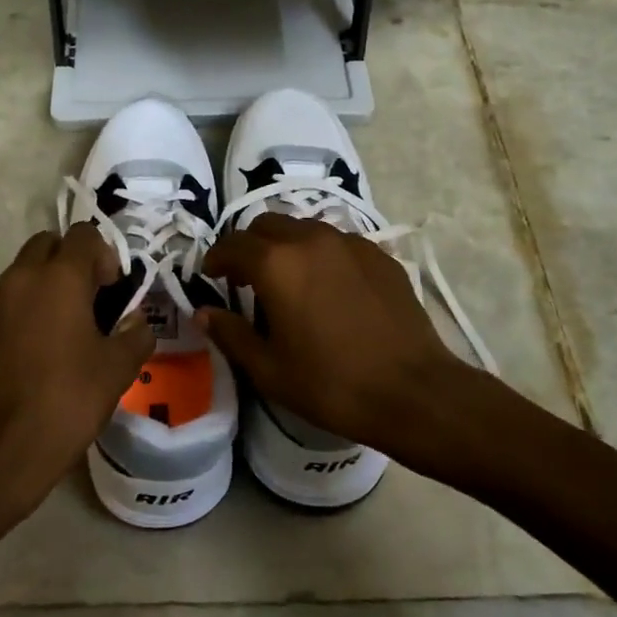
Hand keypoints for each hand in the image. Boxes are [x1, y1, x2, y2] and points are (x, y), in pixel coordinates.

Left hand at [0, 223, 154, 530]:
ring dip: (42, 286)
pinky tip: (31, 354)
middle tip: (88, 300)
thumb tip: (136, 322)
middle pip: (46, 244)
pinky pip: (1, 306)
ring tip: (59, 330)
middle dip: (69, 261)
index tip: (112, 289)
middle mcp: (19, 279)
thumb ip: (136, 334)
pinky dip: (19, 313)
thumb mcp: (119, 369)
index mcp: (59, 278)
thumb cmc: (68, 401)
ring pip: (20, 274)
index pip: (84, 235)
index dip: (104, 255)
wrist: (1, 451)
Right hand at [198, 215, 464, 456]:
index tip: (211, 275)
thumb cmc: (331, 384)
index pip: (233, 244)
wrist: (413, 391)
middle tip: (245, 277)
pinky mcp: (380, 255)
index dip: (216, 258)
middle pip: (268, 225)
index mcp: (277, 264)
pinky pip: (338, 242)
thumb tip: (204, 313)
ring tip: (288, 279)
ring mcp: (351, 243)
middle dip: (250, 245)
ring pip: (305, 228)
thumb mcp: (269, 369)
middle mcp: (311, 239)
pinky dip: (321, 255)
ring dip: (286, 246)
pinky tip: (328, 287)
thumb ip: (230, 334)